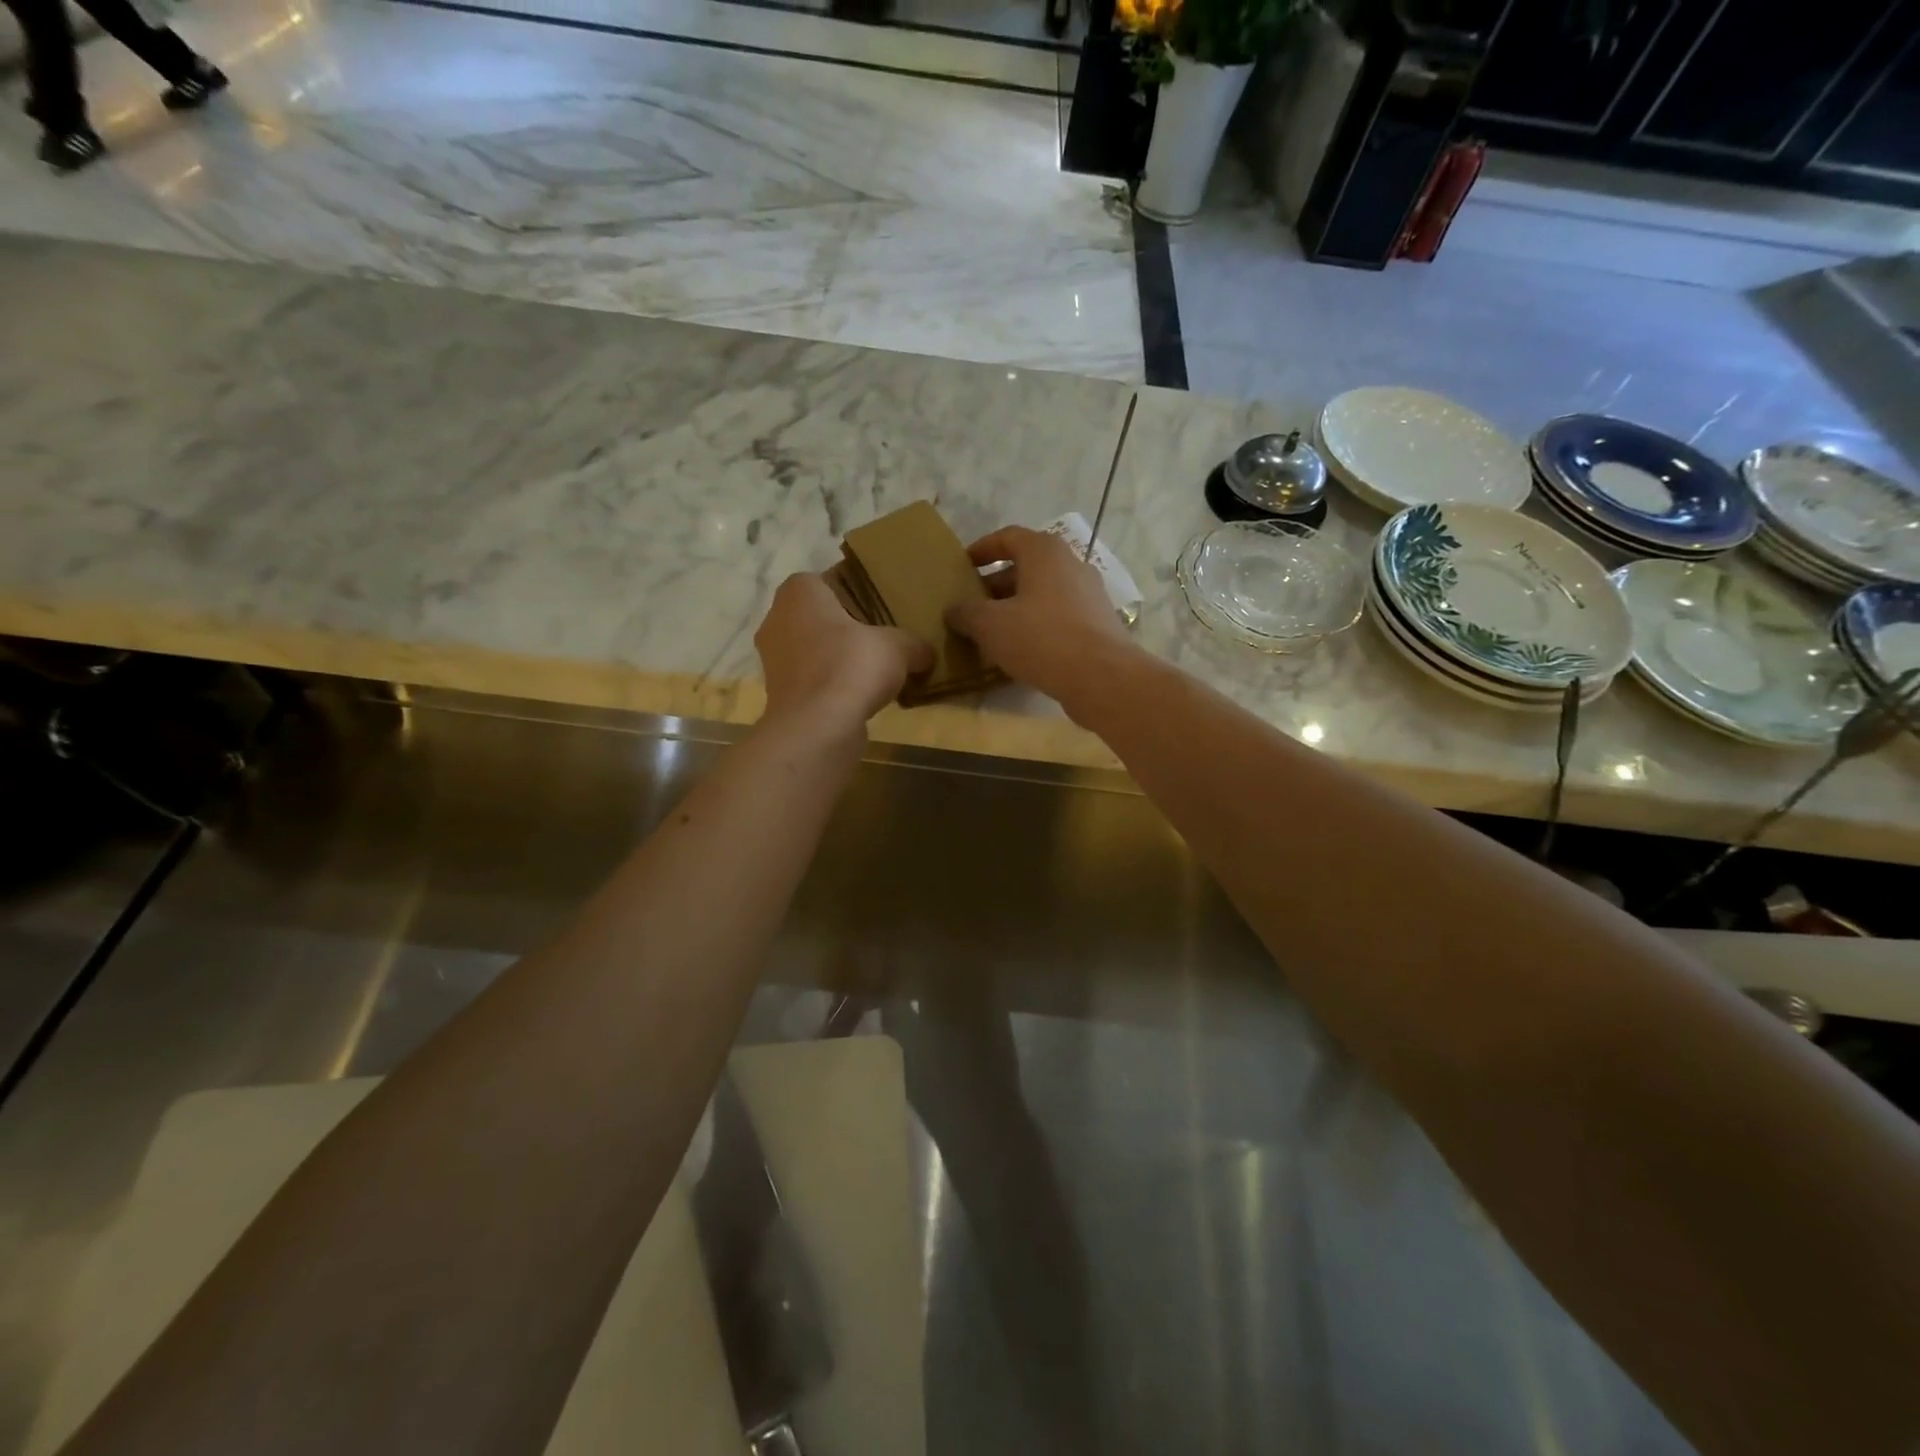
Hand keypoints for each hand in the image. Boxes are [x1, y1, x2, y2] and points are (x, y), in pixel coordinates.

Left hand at [755, 573, 933, 741]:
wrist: (817, 728)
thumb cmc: (851, 666)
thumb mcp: (899, 646)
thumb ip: (915, 643)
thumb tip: (927, 653)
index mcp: (799, 592)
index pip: (829, 580)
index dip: (858, 591)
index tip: (884, 607)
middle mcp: (777, 619)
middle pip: (821, 616)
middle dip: (849, 627)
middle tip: (885, 636)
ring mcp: (774, 660)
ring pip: (815, 649)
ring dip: (841, 658)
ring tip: (877, 669)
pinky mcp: (781, 694)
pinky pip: (814, 680)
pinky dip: (834, 685)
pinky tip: (863, 695)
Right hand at [945, 527, 1137, 706]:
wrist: (1102, 677)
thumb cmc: (1042, 638)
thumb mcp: (990, 625)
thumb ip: (967, 613)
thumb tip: (954, 610)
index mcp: (1045, 552)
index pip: (1008, 537)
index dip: (982, 549)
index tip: (962, 566)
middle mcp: (1071, 565)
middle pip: (1027, 566)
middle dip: (996, 584)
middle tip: (972, 605)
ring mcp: (1090, 595)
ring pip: (1044, 594)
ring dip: (1016, 608)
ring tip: (992, 631)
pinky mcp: (1098, 624)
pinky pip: (1059, 617)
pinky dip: (1037, 626)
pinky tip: (1021, 651)